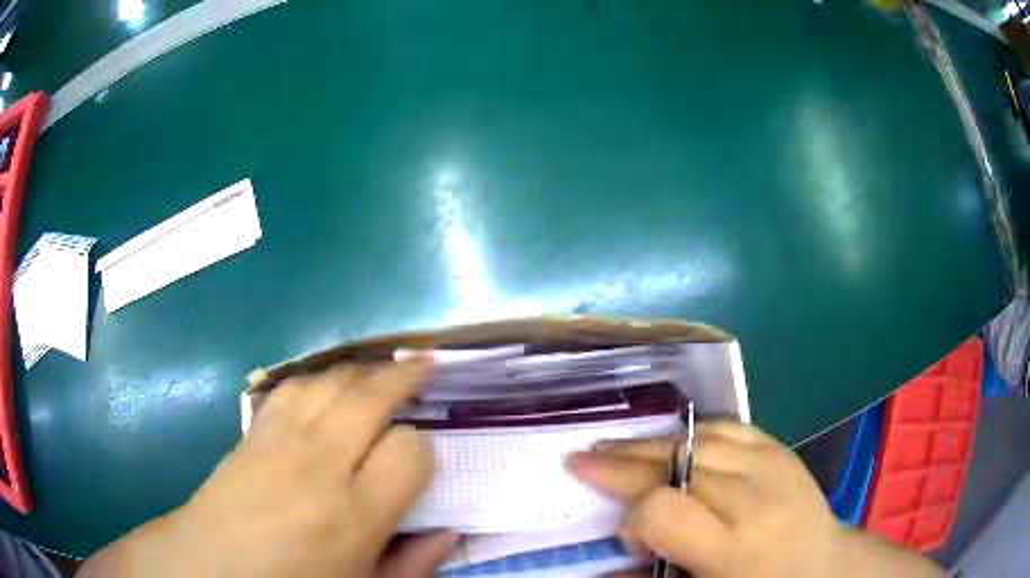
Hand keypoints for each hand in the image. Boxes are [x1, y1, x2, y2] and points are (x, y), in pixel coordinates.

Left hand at [79, 360, 455, 577]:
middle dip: (403, 378)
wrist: (213, 568)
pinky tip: (329, 383)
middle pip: (368, 397)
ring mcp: (278, 441)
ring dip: (360, 371)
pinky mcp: (252, 431)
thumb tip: (450, 531)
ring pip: (328, 381)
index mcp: (353, 514)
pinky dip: (318, 377)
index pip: (408, 451)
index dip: (422, 449)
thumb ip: (415, 564)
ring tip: (382, 369)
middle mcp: (317, 465)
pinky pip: (290, 387)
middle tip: (425, 368)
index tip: (419, 461)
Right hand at [567, 421, 942, 577]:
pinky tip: (668, 440)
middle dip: (622, 462)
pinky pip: (726, 428)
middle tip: (581, 458)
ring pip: (697, 438)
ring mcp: (771, 463)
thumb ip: (654, 576)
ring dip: (649, 442)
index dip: (631, 514)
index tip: (623, 530)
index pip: (663, 507)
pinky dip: (689, 433)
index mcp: (734, 545)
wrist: (824, 566)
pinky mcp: (779, 448)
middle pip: (675, 463)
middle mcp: (753, 496)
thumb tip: (609, 555)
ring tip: (613, 446)